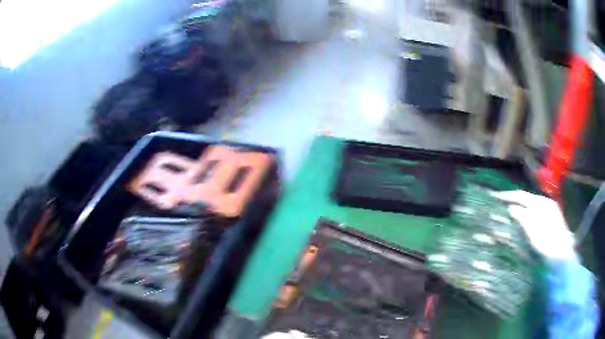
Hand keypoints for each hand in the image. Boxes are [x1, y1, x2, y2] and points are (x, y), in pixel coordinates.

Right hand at [492, 190, 575, 260]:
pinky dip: (527, 214)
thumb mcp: (533, 230)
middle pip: (527, 199)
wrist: (561, 256)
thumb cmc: (547, 243)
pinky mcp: (551, 221)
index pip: (522, 195)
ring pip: (532, 206)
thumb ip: (523, 217)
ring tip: (509, 211)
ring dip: (521, 208)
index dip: (509, 196)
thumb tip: (511, 207)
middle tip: (501, 204)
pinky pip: (535, 213)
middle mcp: (546, 204)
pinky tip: (523, 220)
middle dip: (514, 201)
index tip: (496, 197)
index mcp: (542, 203)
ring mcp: (550, 212)